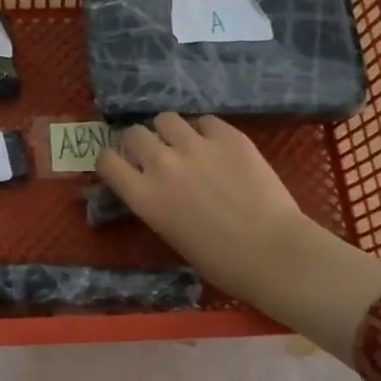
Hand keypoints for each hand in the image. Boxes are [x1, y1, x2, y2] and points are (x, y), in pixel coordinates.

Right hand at [96, 113, 380, 360]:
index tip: (124, 166)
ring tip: (186, 144)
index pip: (106, 160)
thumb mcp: (170, 233)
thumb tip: (153, 187)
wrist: (273, 253)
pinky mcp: (229, 136)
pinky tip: (217, 146)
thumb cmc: (220, 261)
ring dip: (170, 131)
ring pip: (167, 118)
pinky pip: (205, 121)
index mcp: (144, 196)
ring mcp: (196, 146)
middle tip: (156, 155)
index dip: (113, 161)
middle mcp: (162, 164)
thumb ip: (155, 203)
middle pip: (134, 133)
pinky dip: (205, 131)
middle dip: (140, 142)